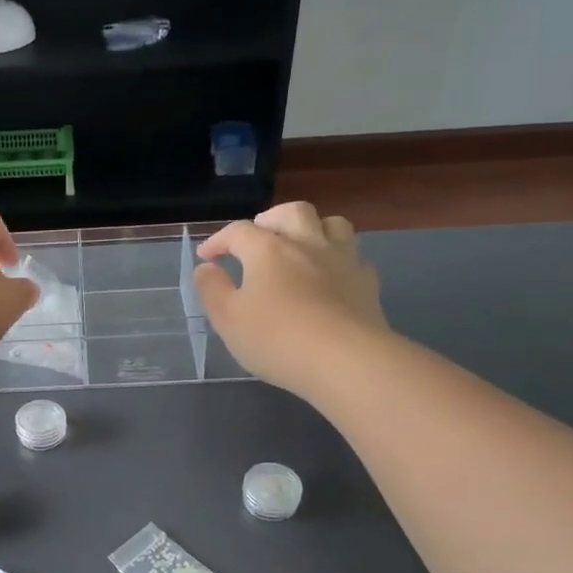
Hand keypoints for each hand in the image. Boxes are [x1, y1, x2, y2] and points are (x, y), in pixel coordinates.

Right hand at [193, 203, 387, 398]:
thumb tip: (206, 268)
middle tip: (259, 236)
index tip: (206, 257)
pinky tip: (331, 277)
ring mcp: (342, 260)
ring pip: (332, 224)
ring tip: (301, 245)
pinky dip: (338, 259)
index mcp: (268, 250)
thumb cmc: (276, 338)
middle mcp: (307, 244)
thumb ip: (212, 289)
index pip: (238, 231)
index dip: (219, 240)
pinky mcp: (367, 283)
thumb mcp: (227, 318)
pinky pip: (353, 257)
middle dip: (271, 218)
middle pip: (292, 212)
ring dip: (313, 227)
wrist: (345, 360)